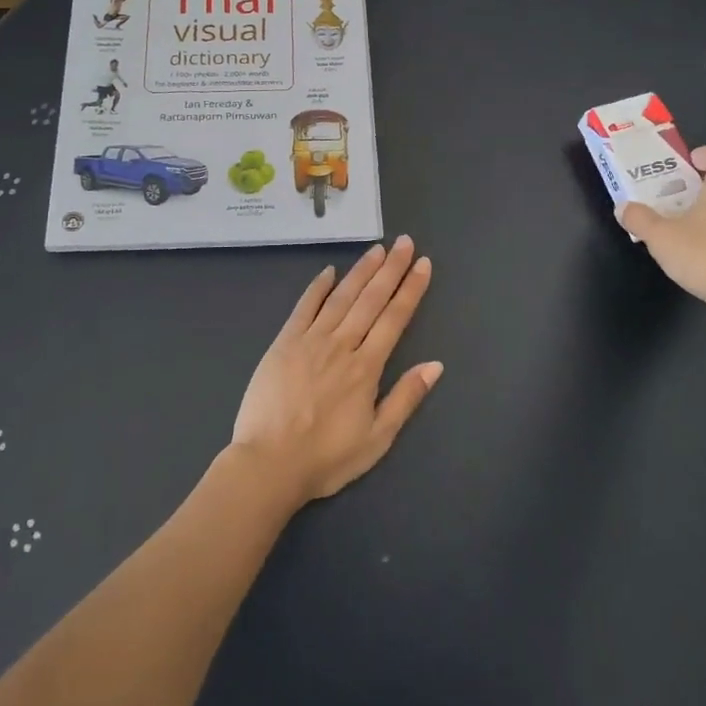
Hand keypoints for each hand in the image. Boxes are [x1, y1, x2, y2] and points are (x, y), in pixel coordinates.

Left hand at [229, 236, 441, 506]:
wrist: (269, 463)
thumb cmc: (326, 458)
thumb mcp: (377, 439)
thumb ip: (406, 398)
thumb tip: (436, 364)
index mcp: (366, 368)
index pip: (394, 319)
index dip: (410, 289)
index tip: (422, 264)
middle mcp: (341, 345)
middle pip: (371, 299)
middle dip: (390, 269)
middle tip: (404, 241)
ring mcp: (310, 341)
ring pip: (341, 297)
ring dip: (360, 271)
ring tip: (376, 249)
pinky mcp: (284, 343)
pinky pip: (304, 308)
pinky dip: (317, 287)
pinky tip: (328, 271)